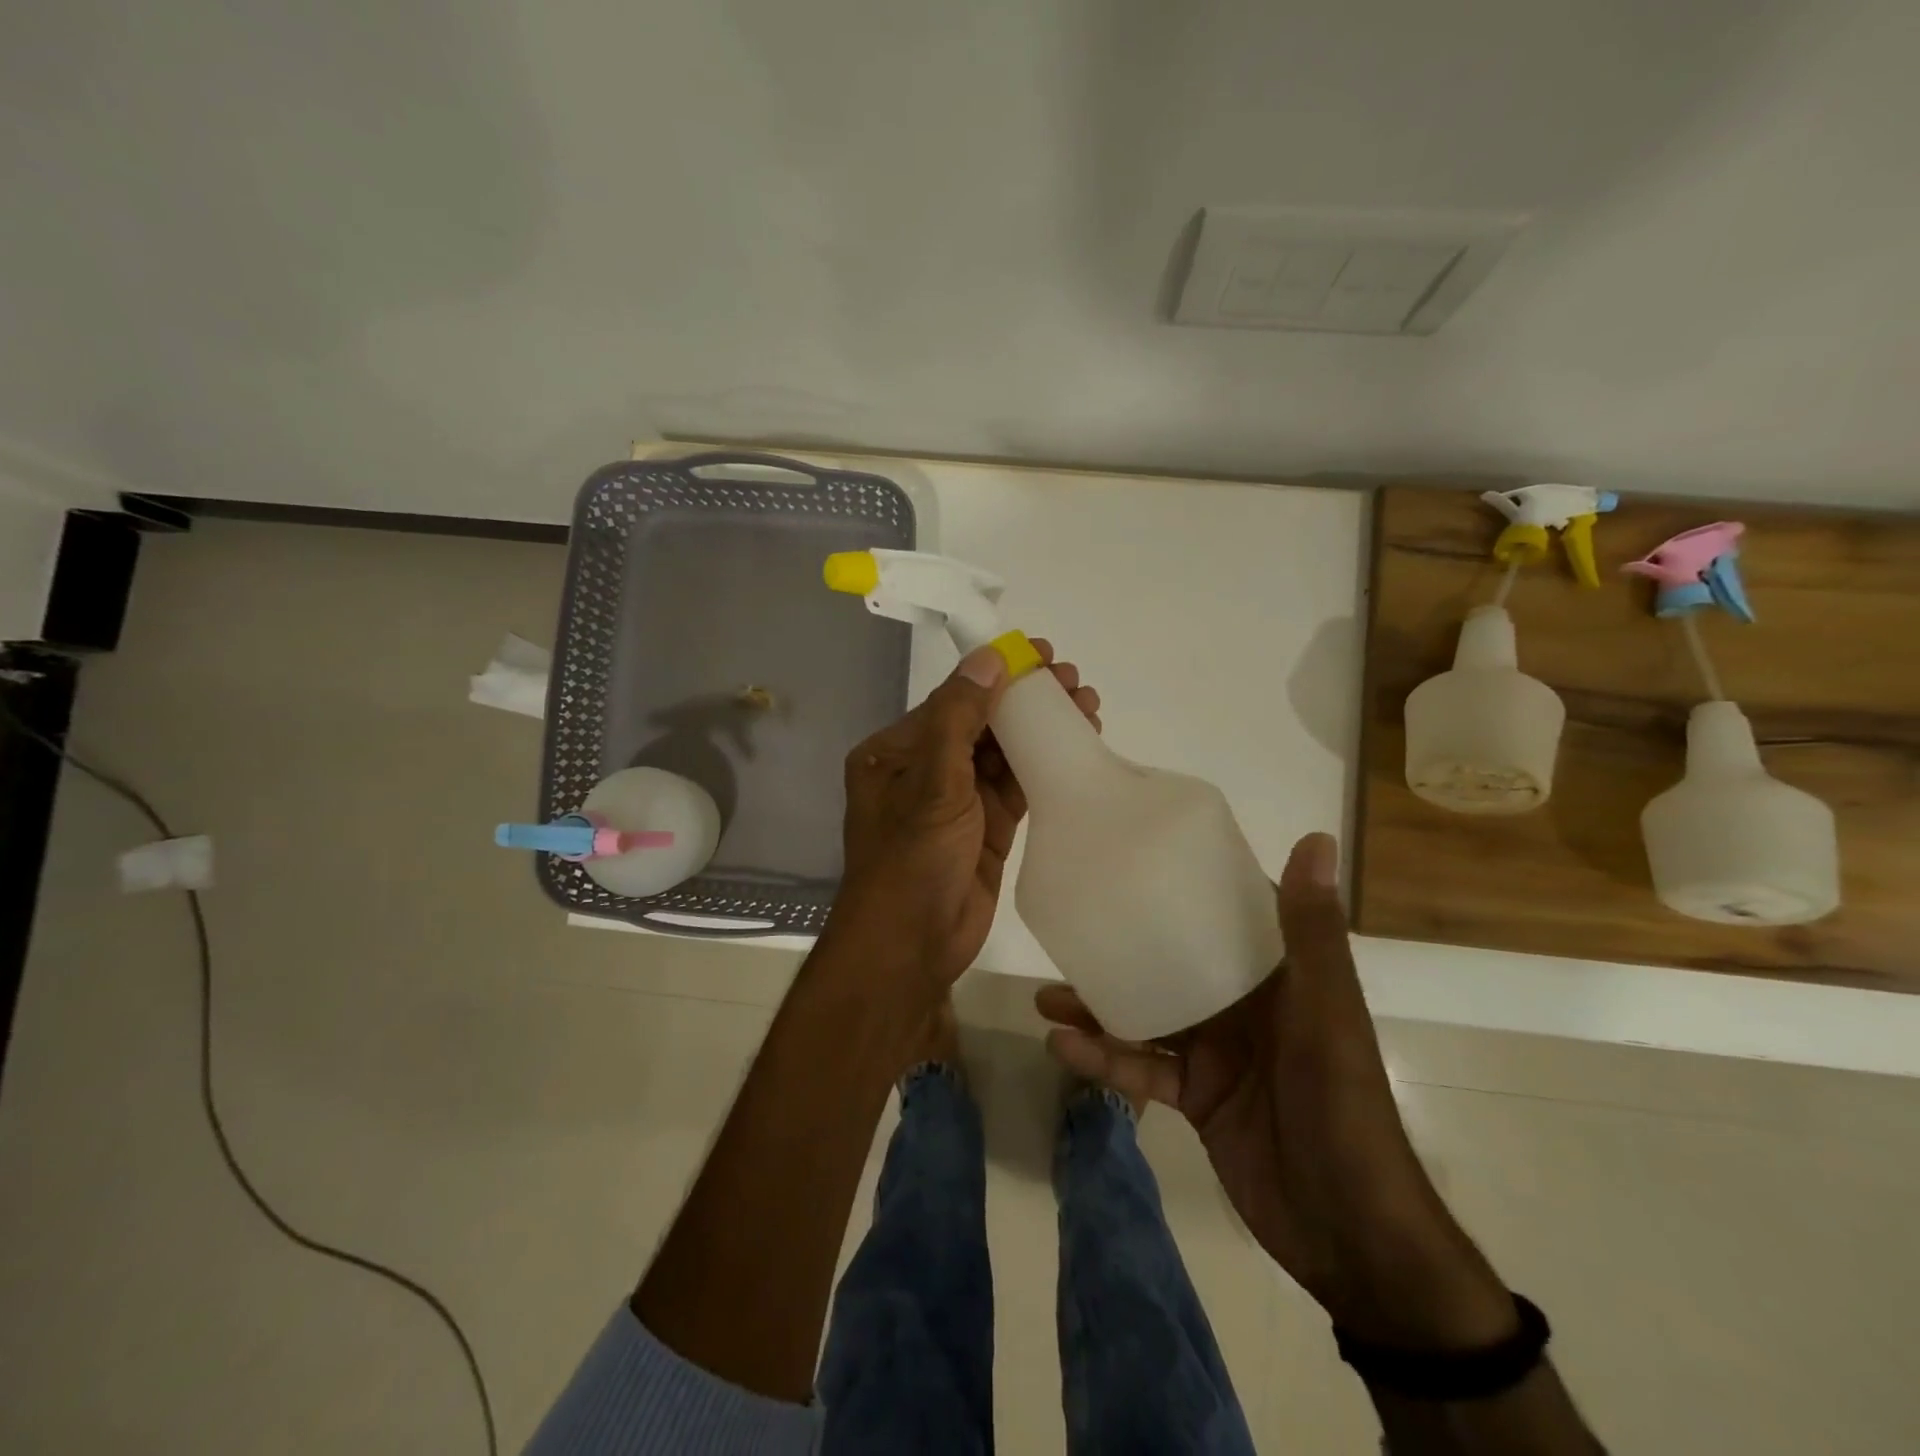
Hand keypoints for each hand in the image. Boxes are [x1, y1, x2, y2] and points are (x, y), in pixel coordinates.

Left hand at [830, 639, 1100, 993]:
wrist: (913, 946)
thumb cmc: (912, 859)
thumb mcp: (933, 782)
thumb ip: (959, 717)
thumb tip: (989, 658)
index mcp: (895, 752)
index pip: (953, 701)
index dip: (997, 676)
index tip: (1042, 655)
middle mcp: (923, 771)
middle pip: (982, 724)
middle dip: (1026, 701)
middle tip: (1074, 681)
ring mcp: (956, 802)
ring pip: (1003, 755)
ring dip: (1040, 731)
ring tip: (1087, 706)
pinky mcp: (985, 830)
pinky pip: (1015, 788)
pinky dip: (1043, 767)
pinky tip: (1076, 747)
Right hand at [1037, 832, 1517, 1350]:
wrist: (1351, 1234)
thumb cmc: (1342, 1107)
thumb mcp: (1325, 1013)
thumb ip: (1311, 932)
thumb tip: (1316, 838)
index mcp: (1278, 976)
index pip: (1231, 913)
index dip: (1190, 883)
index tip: (1137, 856)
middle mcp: (1244, 1006)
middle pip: (1173, 964)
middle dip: (1124, 948)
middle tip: (1071, 930)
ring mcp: (1217, 1053)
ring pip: (1148, 1015)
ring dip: (1100, 1006)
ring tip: (1046, 995)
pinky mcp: (1197, 1097)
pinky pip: (1143, 1070)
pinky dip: (1105, 1060)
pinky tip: (1063, 1047)